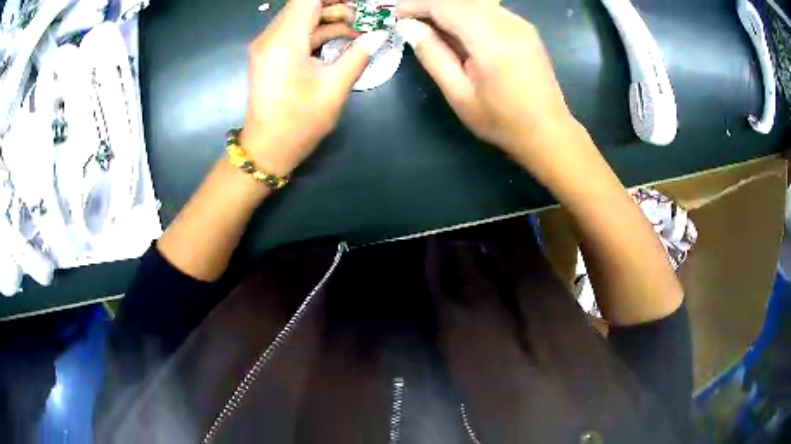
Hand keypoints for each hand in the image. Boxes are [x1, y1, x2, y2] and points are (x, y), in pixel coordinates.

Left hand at [240, 0, 389, 175]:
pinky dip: (319, 32)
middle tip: (366, 18)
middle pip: (305, 4)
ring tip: (359, 30)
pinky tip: (342, 40)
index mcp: (284, 41)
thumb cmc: (299, 123)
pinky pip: (296, 32)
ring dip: (330, 19)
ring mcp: (268, 45)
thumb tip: (380, 34)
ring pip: (301, 17)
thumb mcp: (334, 88)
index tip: (361, 5)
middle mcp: (270, 37)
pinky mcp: (270, 54)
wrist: (267, 149)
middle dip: (338, 6)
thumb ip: (358, 55)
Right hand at [396, 0, 582, 170]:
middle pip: (460, 0)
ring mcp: (520, 24)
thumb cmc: (501, 120)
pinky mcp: (526, 29)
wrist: (547, 131)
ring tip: (432, 27)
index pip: (445, 6)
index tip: (396, 15)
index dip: (416, 6)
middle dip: (431, 6)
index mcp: (490, 40)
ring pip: (475, 3)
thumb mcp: (459, 94)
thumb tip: (408, 27)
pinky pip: (490, 10)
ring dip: (449, 9)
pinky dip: (468, 13)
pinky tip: (460, 31)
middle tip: (411, 23)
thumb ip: (433, 55)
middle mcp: (507, 23)